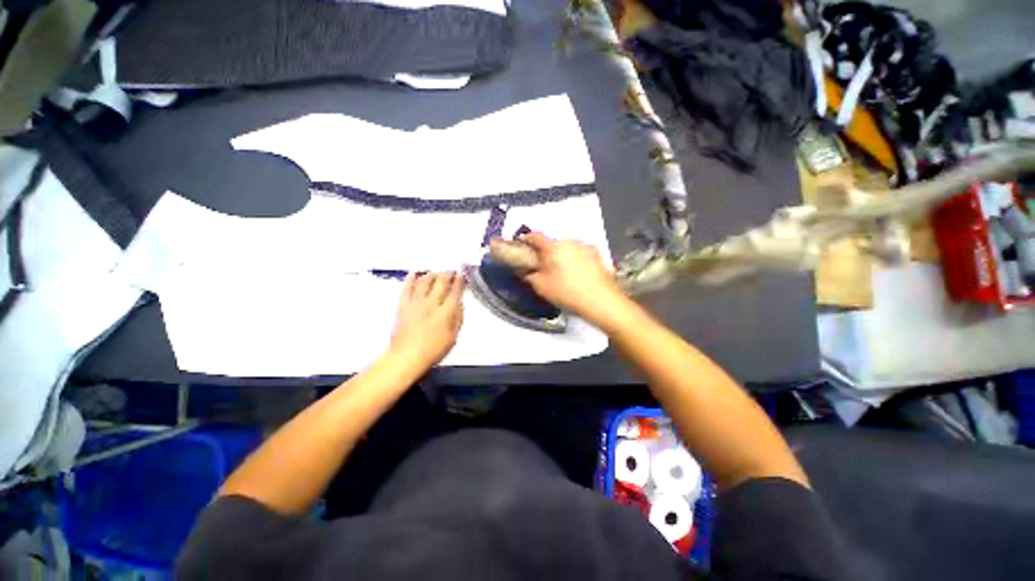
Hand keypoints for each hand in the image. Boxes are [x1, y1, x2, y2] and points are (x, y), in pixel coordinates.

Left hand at [389, 272, 464, 369]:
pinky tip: (414, 273)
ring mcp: (415, 304)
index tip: (462, 273)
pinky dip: (410, 280)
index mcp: (445, 313)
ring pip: (424, 283)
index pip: (454, 292)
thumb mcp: (453, 338)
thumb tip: (460, 304)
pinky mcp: (403, 306)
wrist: (406, 357)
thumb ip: (458, 319)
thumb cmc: (433, 350)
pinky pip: (406, 289)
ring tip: (436, 272)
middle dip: (447, 274)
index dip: (459, 281)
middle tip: (451, 270)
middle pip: (440, 284)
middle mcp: (431, 304)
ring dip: (431, 274)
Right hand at [519, 232, 628, 323]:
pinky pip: (580, 253)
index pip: (535, 236)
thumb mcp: (541, 287)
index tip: (522, 246)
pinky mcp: (597, 254)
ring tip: (562, 272)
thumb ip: (529, 275)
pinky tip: (577, 274)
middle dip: (546, 252)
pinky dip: (575, 259)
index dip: (526, 240)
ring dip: (562, 255)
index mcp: (553, 246)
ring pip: (568, 247)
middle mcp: (570, 241)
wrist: (602, 301)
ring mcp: (586, 246)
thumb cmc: (567, 293)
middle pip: (553, 242)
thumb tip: (525, 270)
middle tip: (543, 265)